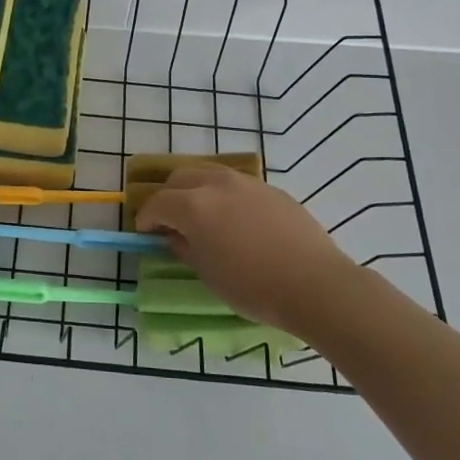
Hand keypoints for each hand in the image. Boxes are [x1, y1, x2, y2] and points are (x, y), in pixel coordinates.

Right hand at [135, 166, 357, 334]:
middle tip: (170, 221)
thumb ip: (185, 248)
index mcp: (193, 205)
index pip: (158, 203)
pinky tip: (234, 219)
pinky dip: (223, 194)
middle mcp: (216, 184)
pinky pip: (236, 184)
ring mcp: (246, 182)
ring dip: (195, 189)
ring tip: (201, 214)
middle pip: (180, 178)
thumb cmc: (252, 286)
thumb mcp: (208, 274)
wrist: (314, 284)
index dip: (146, 218)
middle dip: (168, 196)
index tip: (145, 233)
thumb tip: (176, 236)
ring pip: (209, 173)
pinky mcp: (270, 189)